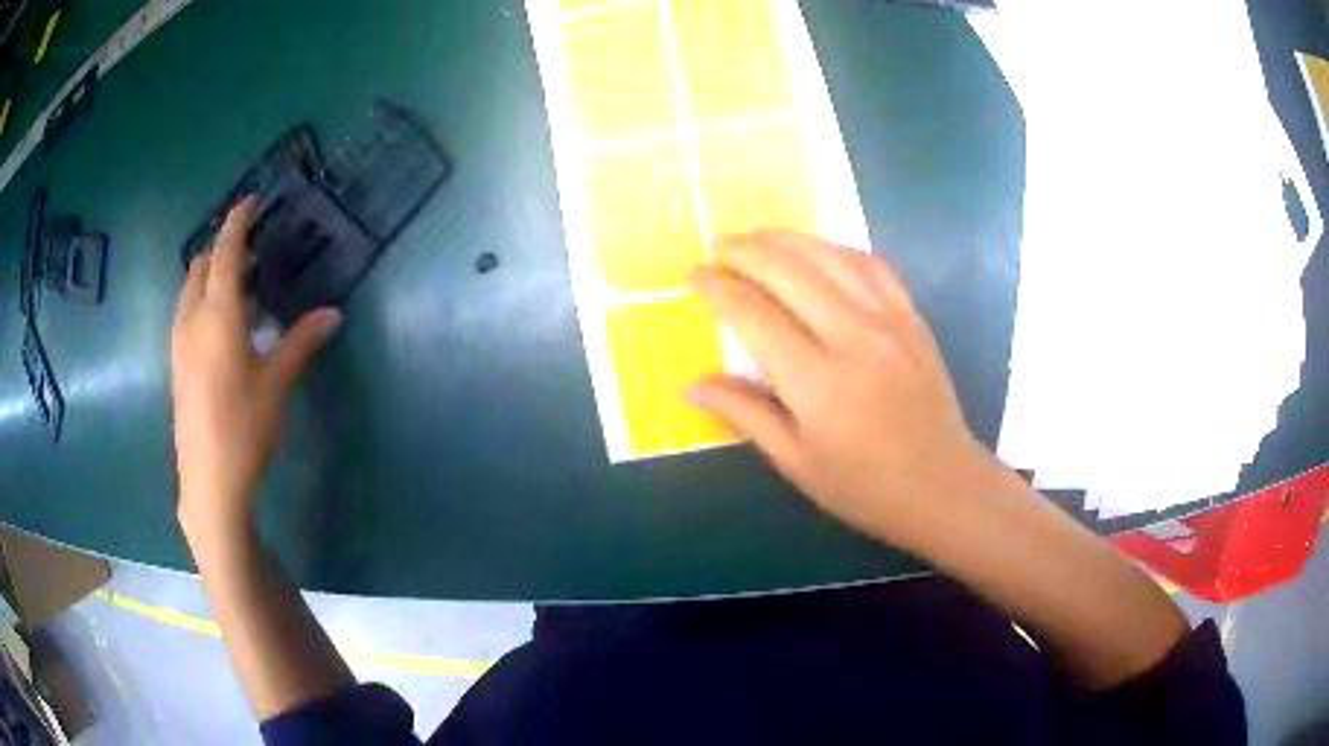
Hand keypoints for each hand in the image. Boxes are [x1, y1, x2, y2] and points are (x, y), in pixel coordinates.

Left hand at [171, 197, 340, 543]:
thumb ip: (301, 342)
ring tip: (234, 283)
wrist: (209, 482)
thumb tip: (332, 314)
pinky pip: (185, 315)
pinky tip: (219, 325)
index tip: (248, 202)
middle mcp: (192, 321)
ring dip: (207, 275)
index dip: (236, 224)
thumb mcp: (276, 384)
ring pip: (188, 291)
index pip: (224, 254)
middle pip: (199, 267)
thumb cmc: (244, 428)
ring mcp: (179, 345)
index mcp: (218, 316)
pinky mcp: (176, 367)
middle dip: (219, 248)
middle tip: (247, 248)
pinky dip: (200, 301)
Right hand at [688, 230, 995, 550]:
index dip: (718, 289)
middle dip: (746, 251)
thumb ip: (744, 414)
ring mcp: (889, 320)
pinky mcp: (912, 317)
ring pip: (830, 257)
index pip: (754, 315)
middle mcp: (853, 337)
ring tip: (758, 236)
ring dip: (788, 239)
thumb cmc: (863, 486)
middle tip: (718, 246)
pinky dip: (839, 249)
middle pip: (789, 271)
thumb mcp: (795, 461)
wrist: (942, 484)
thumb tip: (690, 384)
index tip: (694, 275)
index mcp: (817, 381)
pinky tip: (820, 251)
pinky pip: (872, 265)